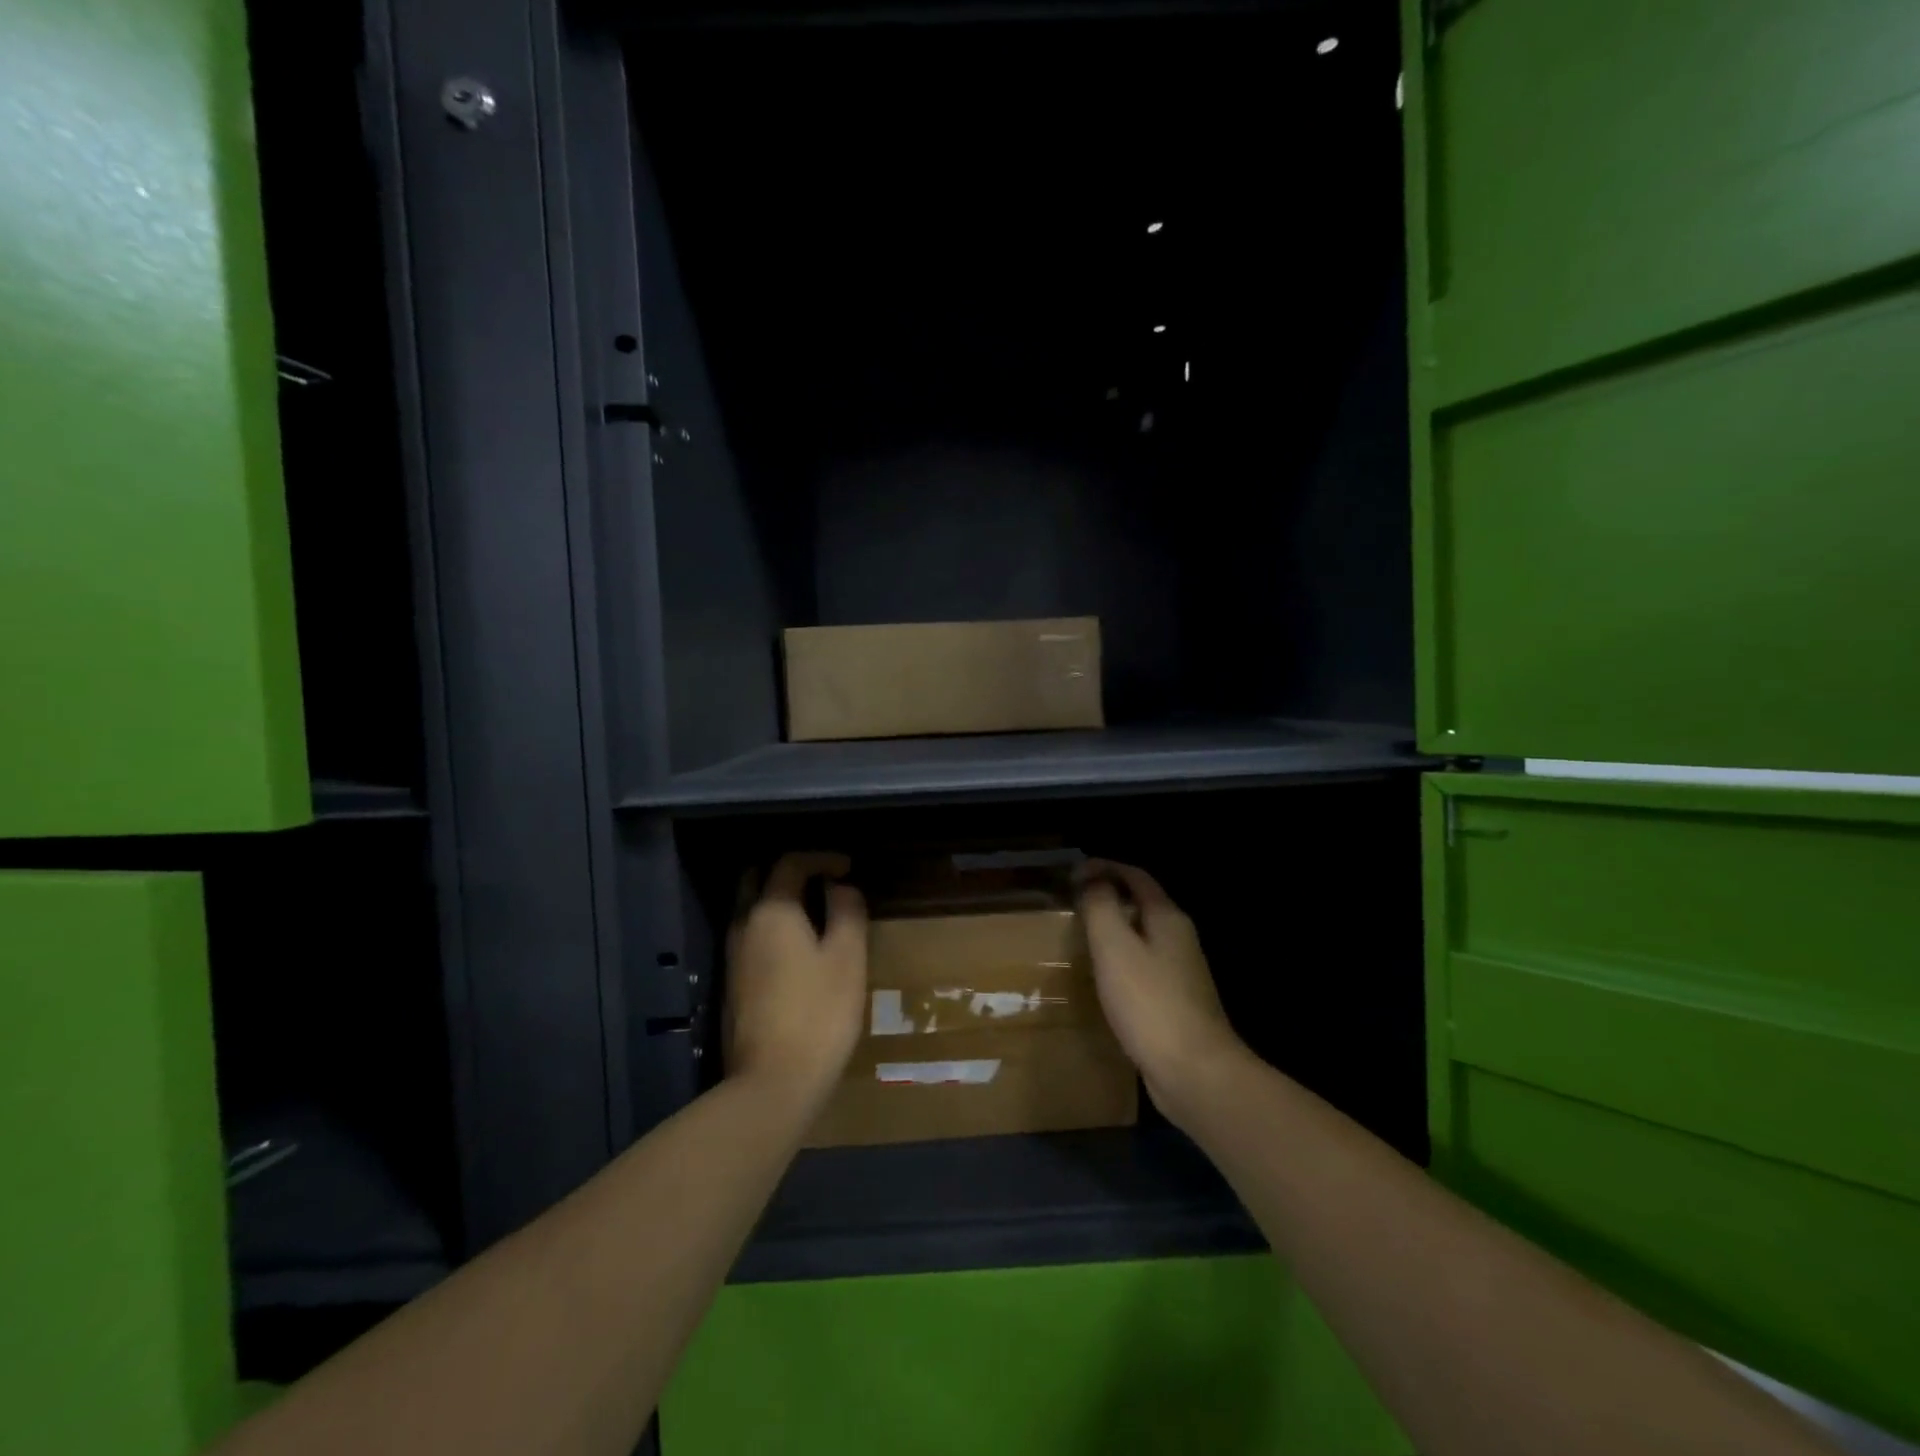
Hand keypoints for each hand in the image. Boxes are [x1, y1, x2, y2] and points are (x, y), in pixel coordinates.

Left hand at [725, 852, 867, 1106]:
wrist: (773, 1083)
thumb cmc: (819, 1012)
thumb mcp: (847, 956)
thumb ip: (847, 911)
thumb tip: (840, 886)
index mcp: (771, 910)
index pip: (790, 862)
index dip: (822, 858)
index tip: (848, 868)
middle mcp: (744, 924)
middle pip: (757, 878)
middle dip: (790, 870)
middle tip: (824, 881)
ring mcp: (733, 955)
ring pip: (750, 907)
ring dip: (779, 898)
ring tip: (816, 912)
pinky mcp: (733, 983)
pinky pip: (751, 933)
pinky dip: (773, 924)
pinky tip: (798, 946)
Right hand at [1076, 860, 1250, 1126]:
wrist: (1194, 1072)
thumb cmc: (1150, 1003)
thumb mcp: (1115, 946)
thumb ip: (1102, 907)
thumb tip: (1093, 880)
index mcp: (1167, 918)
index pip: (1135, 876)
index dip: (1104, 867)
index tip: (1072, 874)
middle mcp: (1179, 939)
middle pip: (1141, 904)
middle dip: (1108, 897)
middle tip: (1072, 905)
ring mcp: (1181, 972)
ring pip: (1142, 937)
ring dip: (1113, 931)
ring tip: (1080, 938)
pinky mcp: (1175, 1003)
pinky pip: (1143, 967)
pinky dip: (1120, 961)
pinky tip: (1102, 980)